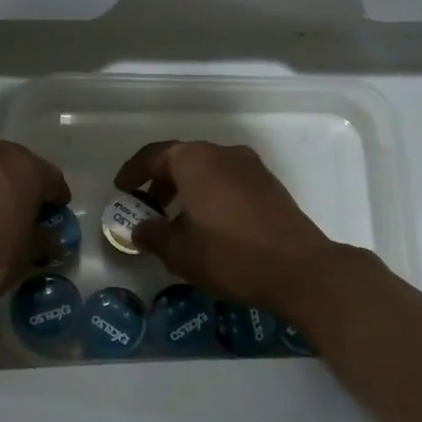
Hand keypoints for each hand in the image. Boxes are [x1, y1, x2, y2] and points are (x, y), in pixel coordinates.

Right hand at [114, 140, 345, 313]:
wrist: (300, 268)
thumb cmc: (230, 255)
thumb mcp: (180, 252)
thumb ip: (153, 236)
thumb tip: (140, 229)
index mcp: (195, 161)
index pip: (154, 155)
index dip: (133, 172)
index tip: (121, 189)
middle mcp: (223, 153)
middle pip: (182, 159)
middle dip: (161, 181)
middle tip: (147, 207)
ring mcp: (251, 167)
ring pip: (208, 170)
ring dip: (187, 189)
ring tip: (177, 220)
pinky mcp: (270, 184)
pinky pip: (229, 181)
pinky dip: (211, 194)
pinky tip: (209, 225)